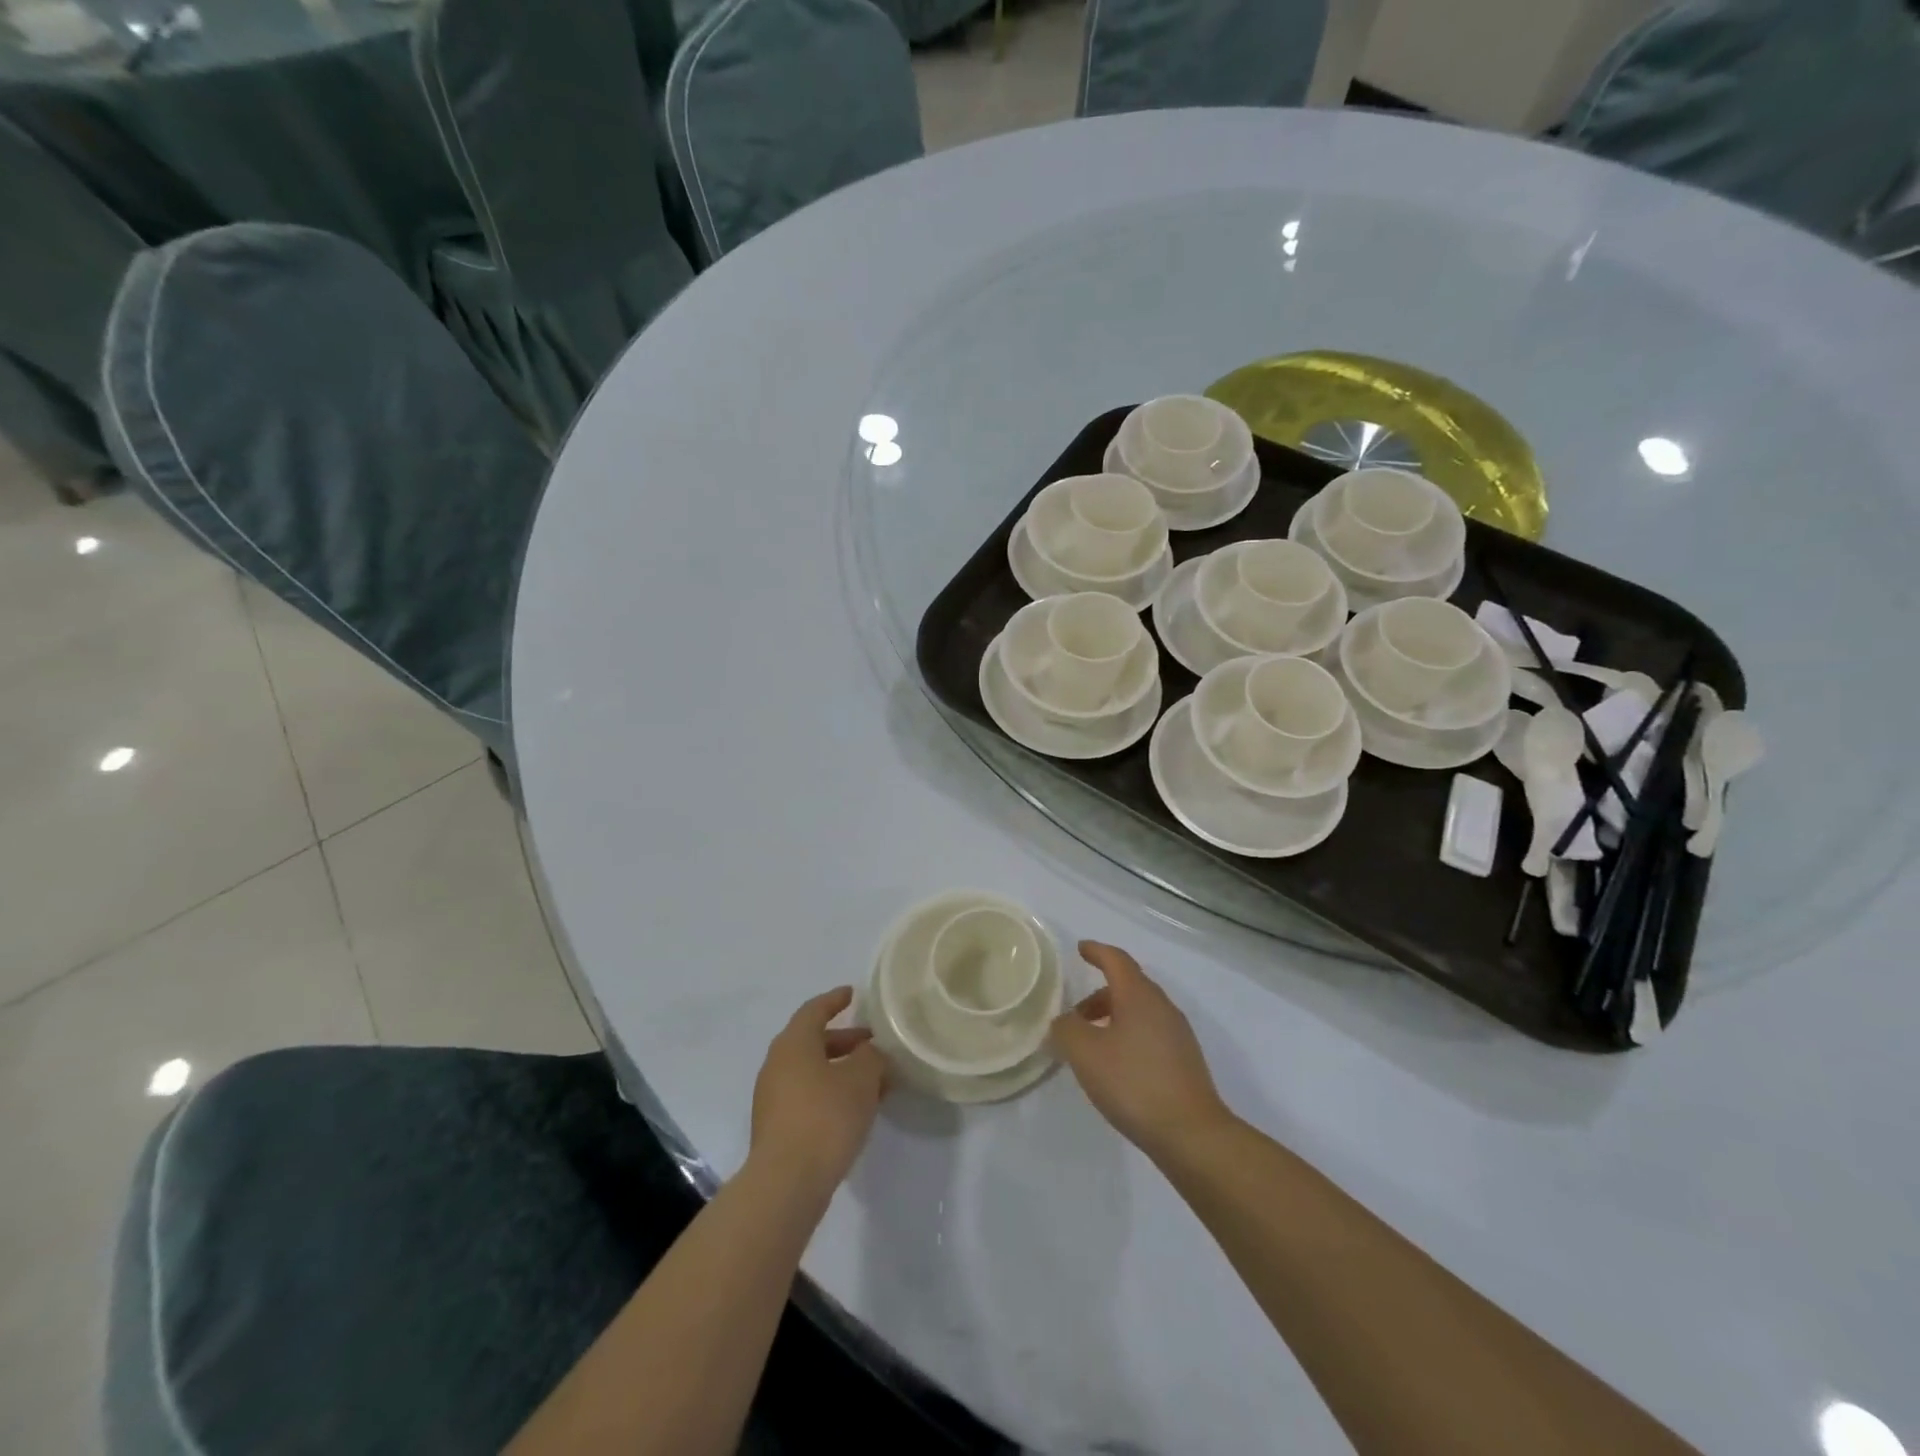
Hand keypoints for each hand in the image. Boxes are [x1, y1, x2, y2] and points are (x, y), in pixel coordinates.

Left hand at [750, 987, 887, 1198]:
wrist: (786, 1183)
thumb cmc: (825, 1117)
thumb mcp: (862, 1078)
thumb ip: (871, 1057)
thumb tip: (870, 1053)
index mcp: (793, 1043)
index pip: (814, 1010)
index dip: (835, 1000)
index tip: (852, 994)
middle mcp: (777, 1064)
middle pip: (812, 1041)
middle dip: (844, 1041)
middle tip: (873, 1044)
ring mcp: (773, 1098)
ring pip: (811, 1072)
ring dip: (840, 1071)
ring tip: (873, 1081)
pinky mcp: (776, 1128)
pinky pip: (807, 1096)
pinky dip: (830, 1093)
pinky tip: (855, 1110)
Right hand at [1050, 942, 1231, 1162]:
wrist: (1192, 1134)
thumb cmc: (1134, 1083)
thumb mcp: (1086, 1054)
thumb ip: (1067, 1030)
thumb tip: (1064, 1021)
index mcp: (1139, 996)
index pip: (1116, 960)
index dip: (1097, 951)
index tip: (1081, 948)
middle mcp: (1162, 1007)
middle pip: (1128, 986)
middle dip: (1099, 995)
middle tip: (1075, 1015)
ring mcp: (1177, 1034)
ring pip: (1139, 1012)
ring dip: (1113, 1018)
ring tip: (1091, 1045)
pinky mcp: (1184, 1061)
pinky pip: (1150, 1034)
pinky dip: (1128, 1036)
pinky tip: (1116, 1066)